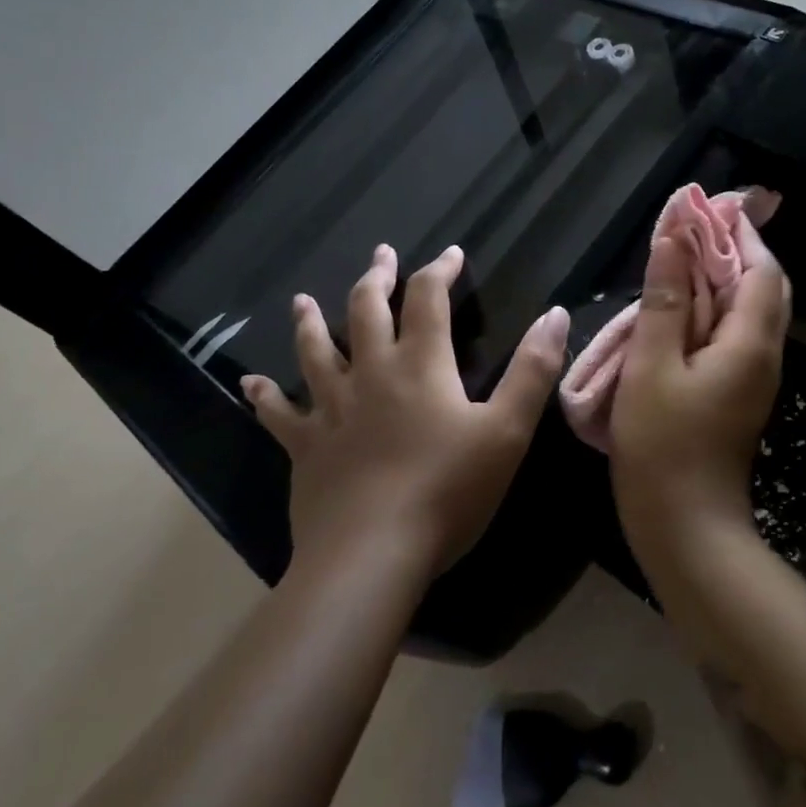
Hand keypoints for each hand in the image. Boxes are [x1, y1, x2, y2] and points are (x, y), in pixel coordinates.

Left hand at [241, 244, 569, 583]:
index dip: (439, 270)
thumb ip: (533, 370)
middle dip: (376, 278)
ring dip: (310, 322)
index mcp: (421, 366)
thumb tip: (555, 313)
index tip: (450, 253)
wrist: (372, 553)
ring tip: (302, 299)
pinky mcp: (305, 447)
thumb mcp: (508, 430)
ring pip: (316, 351)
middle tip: (380, 254)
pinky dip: (265, 396)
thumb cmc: (448, 491)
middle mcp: (371, 374)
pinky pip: (279, 413)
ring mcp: (331, 409)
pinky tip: (250, 383)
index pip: (428, 299)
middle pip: (367, 311)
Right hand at [610, 213, 790, 565]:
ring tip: (681, 258)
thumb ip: (662, 301)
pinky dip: (711, 311)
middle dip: (735, 252)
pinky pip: (731, 338)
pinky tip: (677, 310)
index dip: (740, 234)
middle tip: (695, 227)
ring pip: (747, 314)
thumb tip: (671, 241)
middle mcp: (762, 356)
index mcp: (749, 343)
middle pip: (762, 288)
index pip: (761, 270)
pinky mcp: (735, 396)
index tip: (711, 206)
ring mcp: (751, 379)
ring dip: (721, 281)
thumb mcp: (652, 367)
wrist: (687, 527)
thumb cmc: (664, 446)